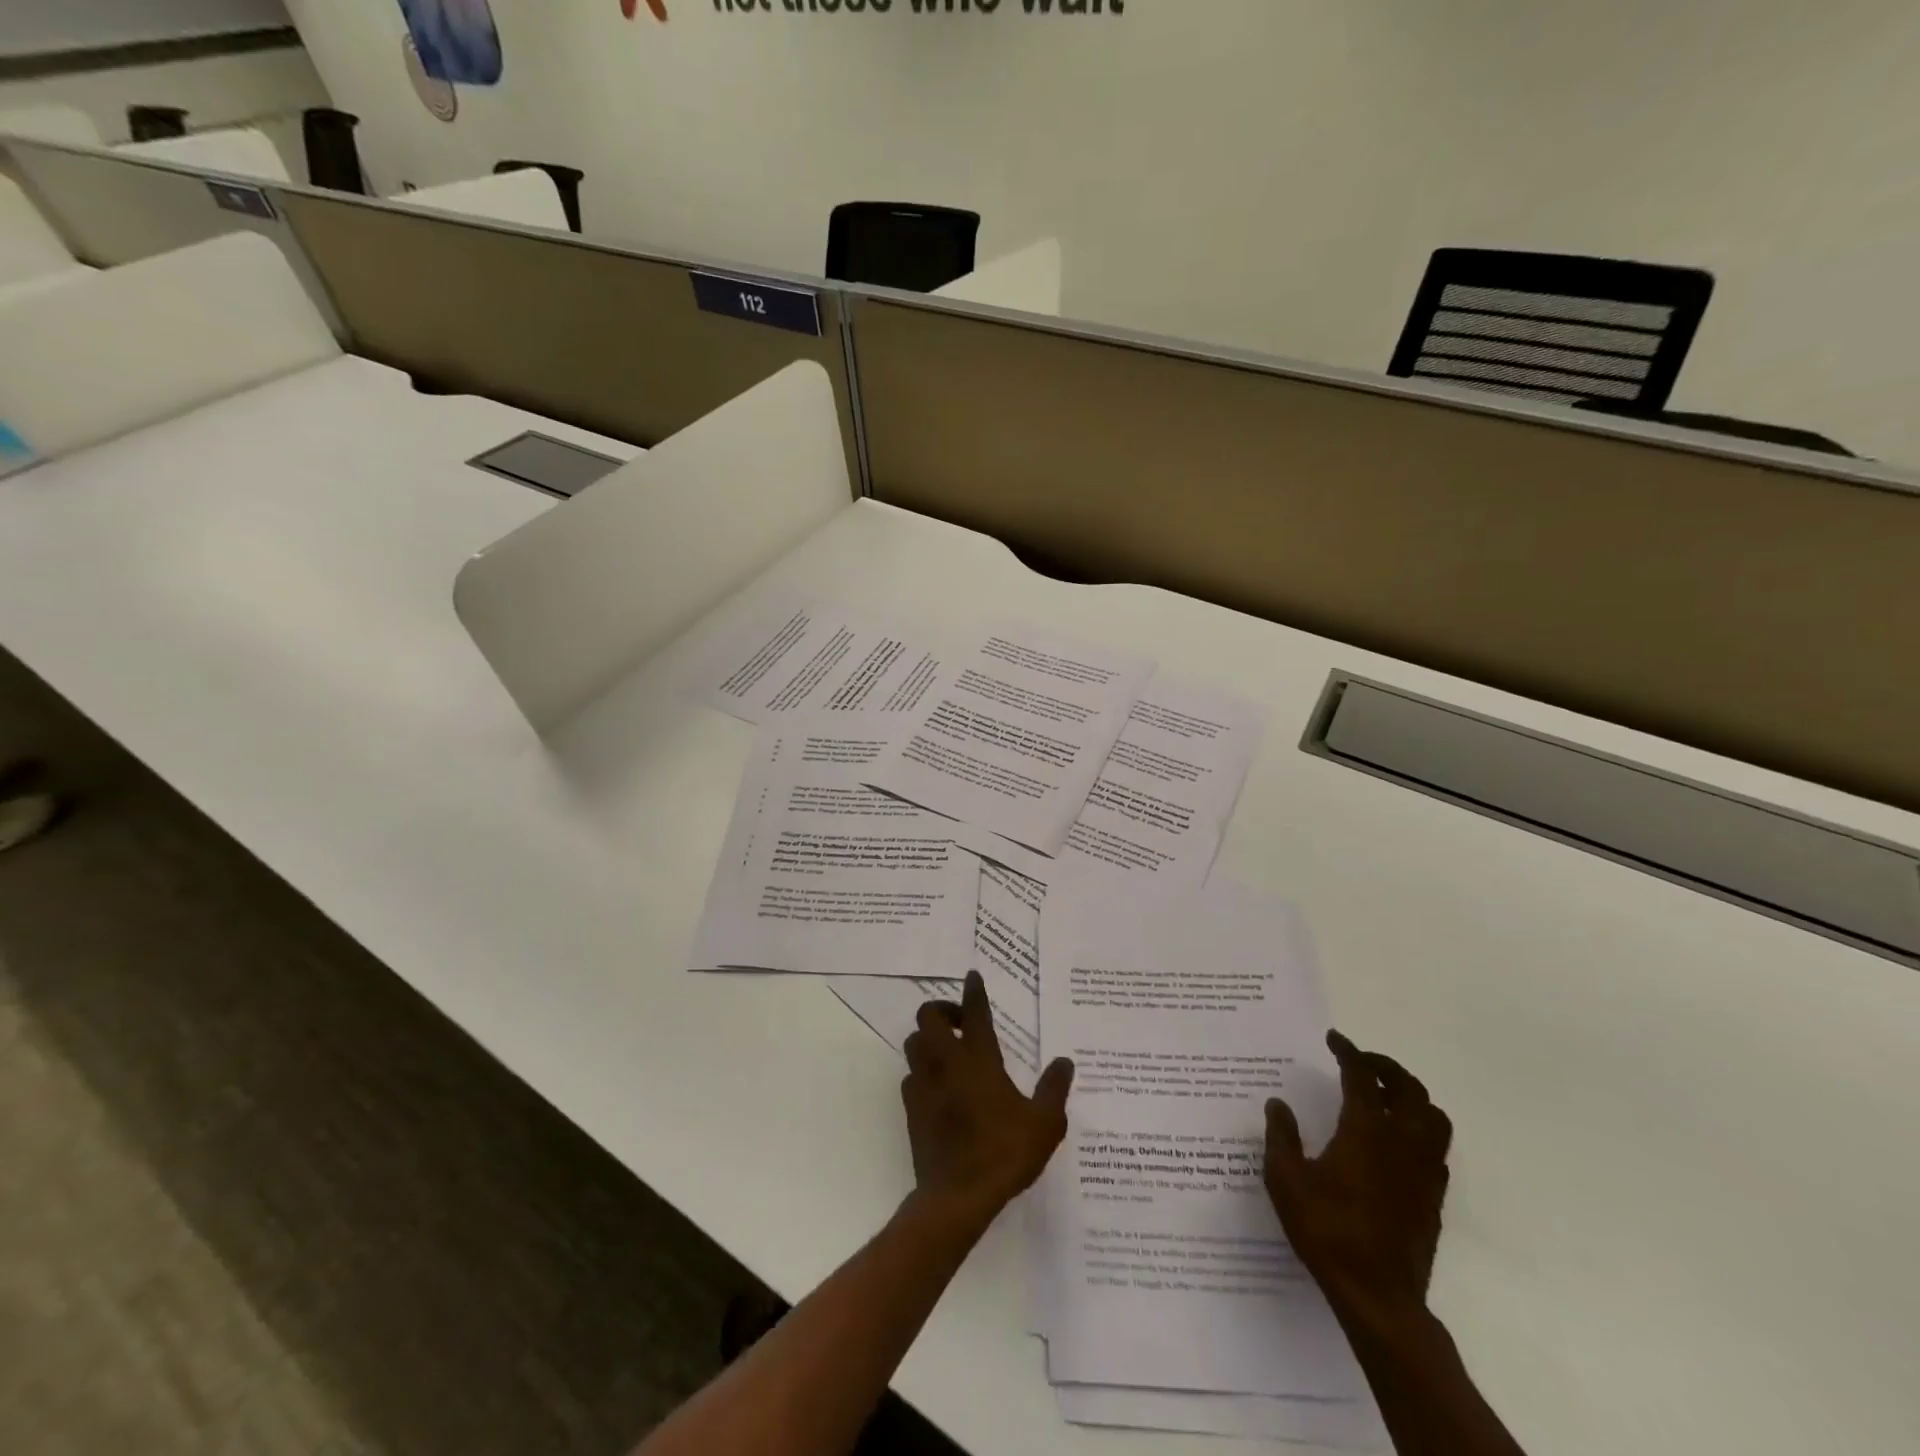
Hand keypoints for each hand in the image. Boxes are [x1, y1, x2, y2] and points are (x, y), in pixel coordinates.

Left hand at [901, 971, 1073, 1228]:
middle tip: (962, 1023)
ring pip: (913, 1043)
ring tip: (949, 1051)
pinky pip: (910, 1076)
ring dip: (928, 1038)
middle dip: (942, 1009)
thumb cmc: (1004, 1153)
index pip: (975, 1013)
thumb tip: (1064, 1061)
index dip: (974, 991)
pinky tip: (938, 1086)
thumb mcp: (1045, 1124)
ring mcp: (924, 1085)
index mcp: (980, 1061)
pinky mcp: (911, 1108)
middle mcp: (947, 1063)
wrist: (957, 1196)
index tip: (973, 975)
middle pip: (929, 1017)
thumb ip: (1054, 1089)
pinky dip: (922, 1072)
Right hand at [1265, 1030, 1451, 1333]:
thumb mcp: (1286, 1180)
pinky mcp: (1433, 1198)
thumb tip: (1278, 1104)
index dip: (1348, 1052)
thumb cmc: (1327, 1231)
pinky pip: (1436, 1150)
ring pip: (1433, 1117)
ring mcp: (1423, 1172)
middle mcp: (1401, 1143)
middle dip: (1385, 1067)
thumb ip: (1281, 1136)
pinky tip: (1397, 1142)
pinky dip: (1420, 1131)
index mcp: (1365, 1131)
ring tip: (1384, 1095)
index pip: (1361, 1077)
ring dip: (1411, 1096)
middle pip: (1408, 1089)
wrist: (1378, 1296)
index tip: (1334, 1039)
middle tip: (1361, 1061)